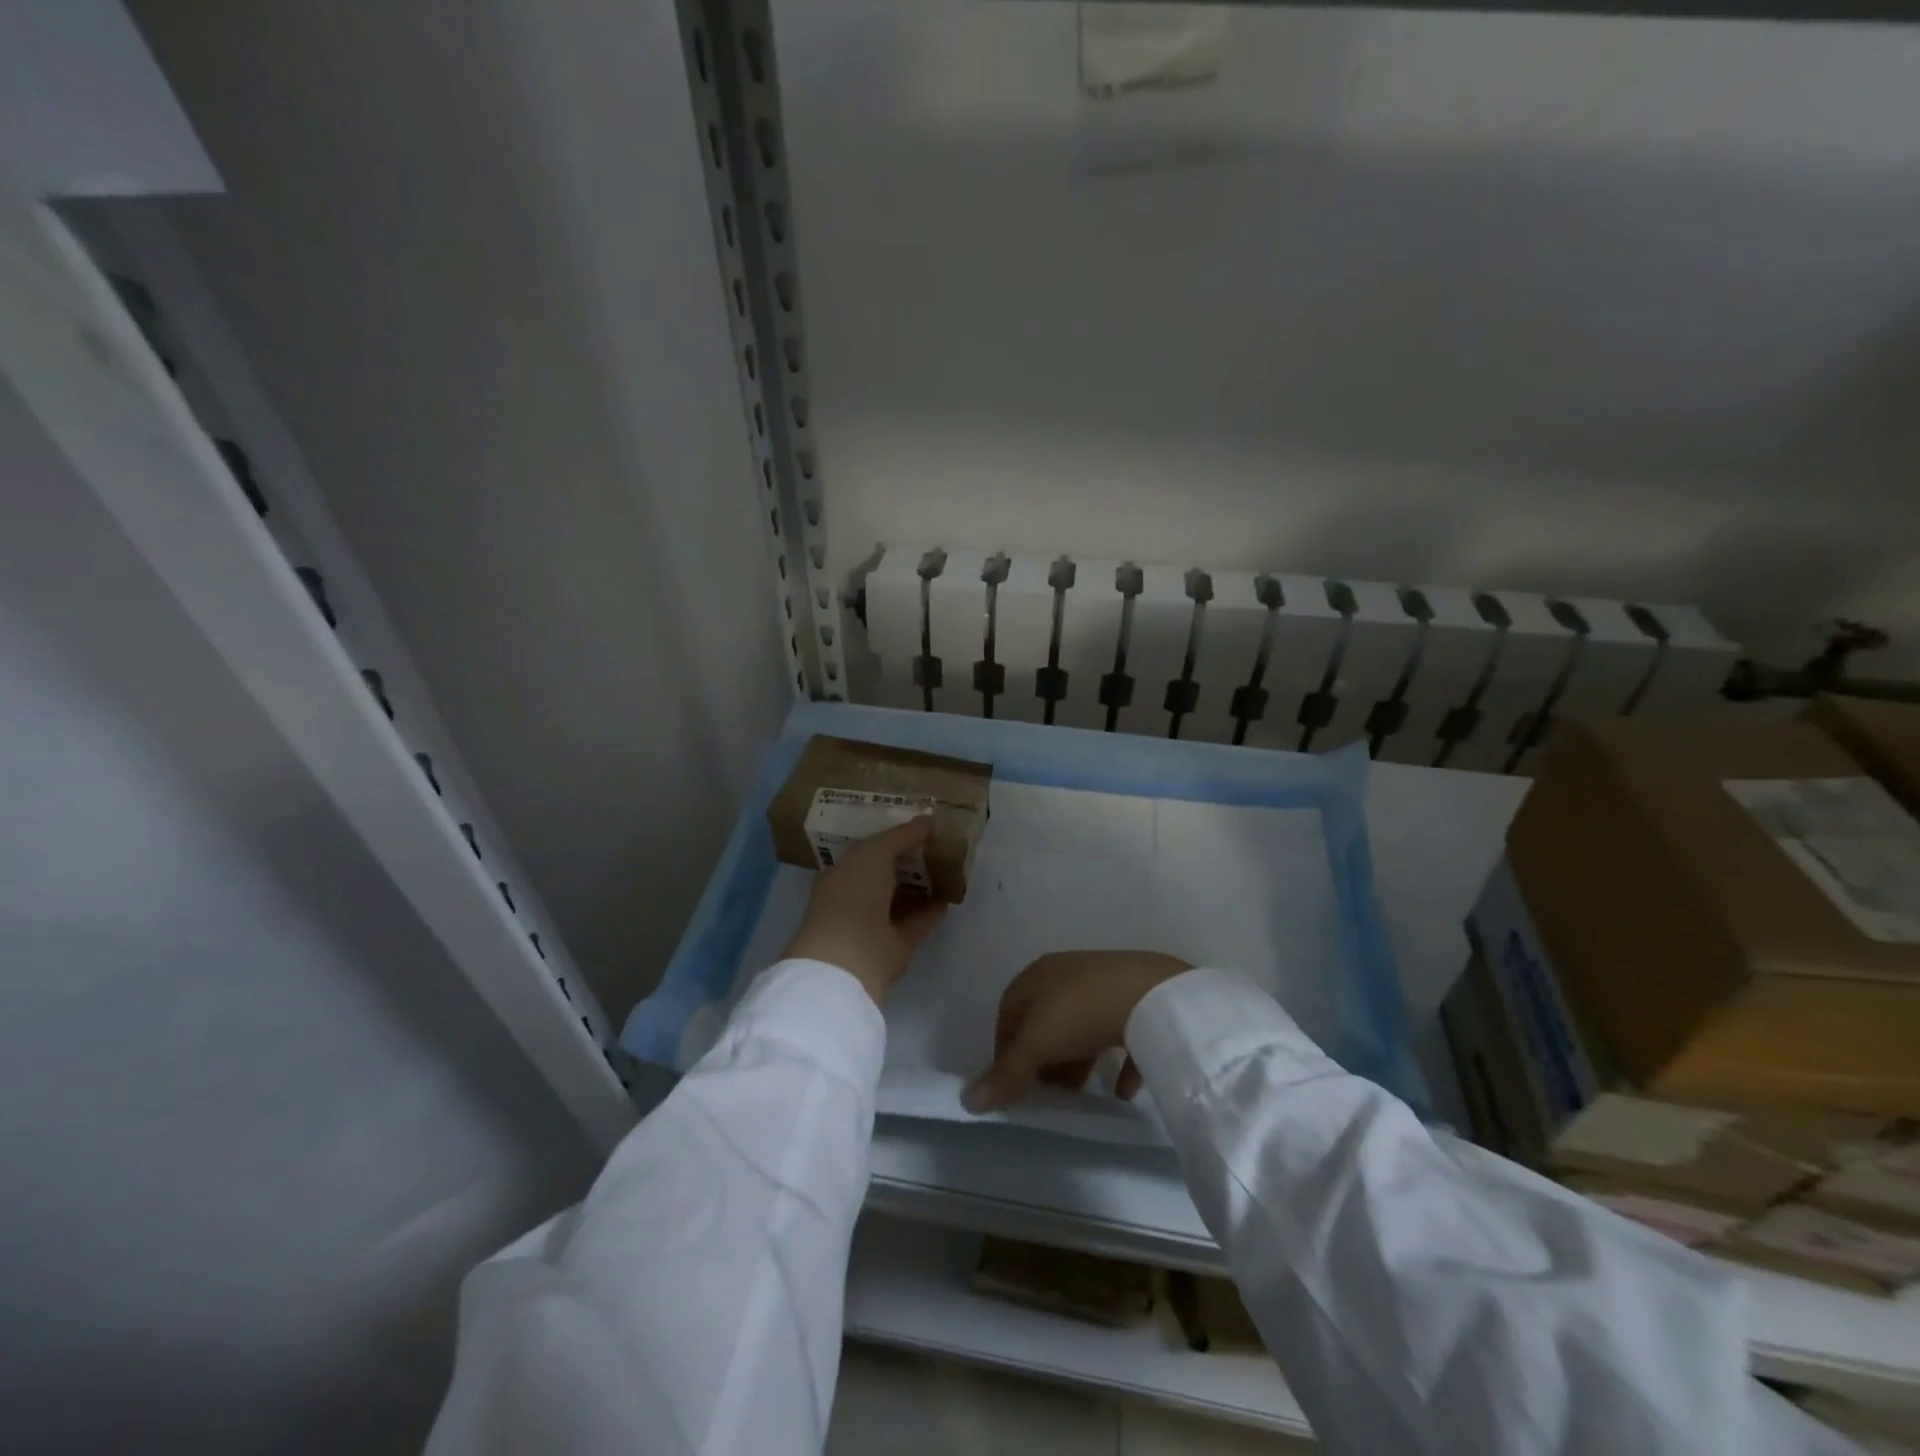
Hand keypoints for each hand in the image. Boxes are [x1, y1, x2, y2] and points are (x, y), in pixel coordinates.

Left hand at [782, 817, 946, 1006]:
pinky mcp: (895, 947)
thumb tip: (927, 819)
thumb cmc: (853, 894)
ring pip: (901, 900)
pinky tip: (949, 895)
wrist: (850, 955)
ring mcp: (874, 925)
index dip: (886, 839)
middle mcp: (855, 899)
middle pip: (884, 876)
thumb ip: (900, 835)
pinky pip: (916, 923)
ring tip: (947, 866)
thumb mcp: (874, 852)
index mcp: (840, 875)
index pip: (864, 853)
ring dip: (921, 886)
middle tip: (935, 843)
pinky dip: (931, 910)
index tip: (911, 827)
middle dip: (906, 861)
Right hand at [964, 950, 1190, 1112]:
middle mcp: (1067, 974)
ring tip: (1079, 1094)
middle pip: (1044, 1020)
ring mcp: (1103, 983)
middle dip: (1042, 1058)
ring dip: (1076, 1061)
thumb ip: (1006, 1073)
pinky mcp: (1136, 998)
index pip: (1008, 1011)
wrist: (1150, 993)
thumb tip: (969, 1100)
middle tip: (1046, 1092)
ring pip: (1080, 1026)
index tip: (1010, 1084)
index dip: (1004, 1049)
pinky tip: (1122, 1091)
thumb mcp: (1036, 1045)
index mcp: (1037, 976)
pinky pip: (1119, 1032)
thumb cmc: (1080, 1013)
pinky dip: (1117, 1061)